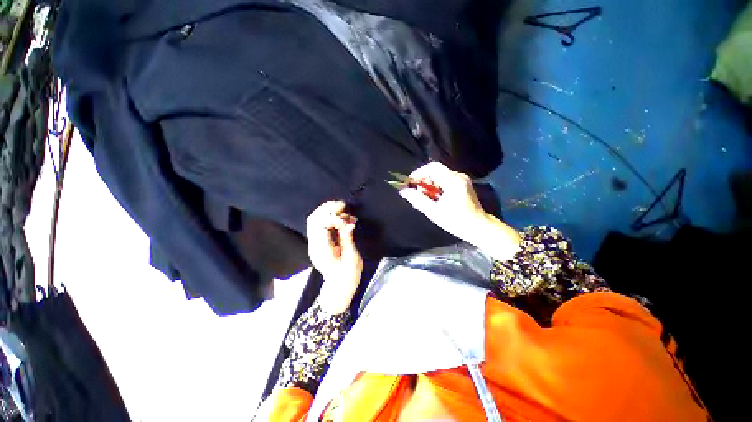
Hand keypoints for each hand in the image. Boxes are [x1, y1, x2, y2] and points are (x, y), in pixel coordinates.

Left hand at [306, 201, 362, 313]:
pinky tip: (343, 218)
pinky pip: (322, 224)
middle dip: (328, 208)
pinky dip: (331, 217)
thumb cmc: (348, 275)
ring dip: (329, 211)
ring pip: (316, 219)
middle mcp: (315, 244)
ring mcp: (316, 243)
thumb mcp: (351, 258)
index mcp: (321, 249)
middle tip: (344, 205)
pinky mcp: (320, 242)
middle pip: (314, 219)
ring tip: (345, 211)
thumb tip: (349, 223)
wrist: (339, 287)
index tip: (346, 217)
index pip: (319, 225)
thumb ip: (347, 239)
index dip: (332, 216)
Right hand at [398, 162, 488, 240]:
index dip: (419, 172)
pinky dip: (437, 187)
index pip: (433, 167)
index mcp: (453, 181)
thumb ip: (418, 200)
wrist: (479, 227)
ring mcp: (462, 180)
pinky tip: (434, 199)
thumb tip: (404, 191)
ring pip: (440, 176)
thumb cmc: (456, 221)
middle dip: (424, 181)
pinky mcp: (463, 185)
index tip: (411, 183)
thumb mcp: (434, 212)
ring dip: (429, 185)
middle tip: (417, 194)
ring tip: (424, 199)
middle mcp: (459, 177)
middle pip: (436, 171)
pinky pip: (445, 181)